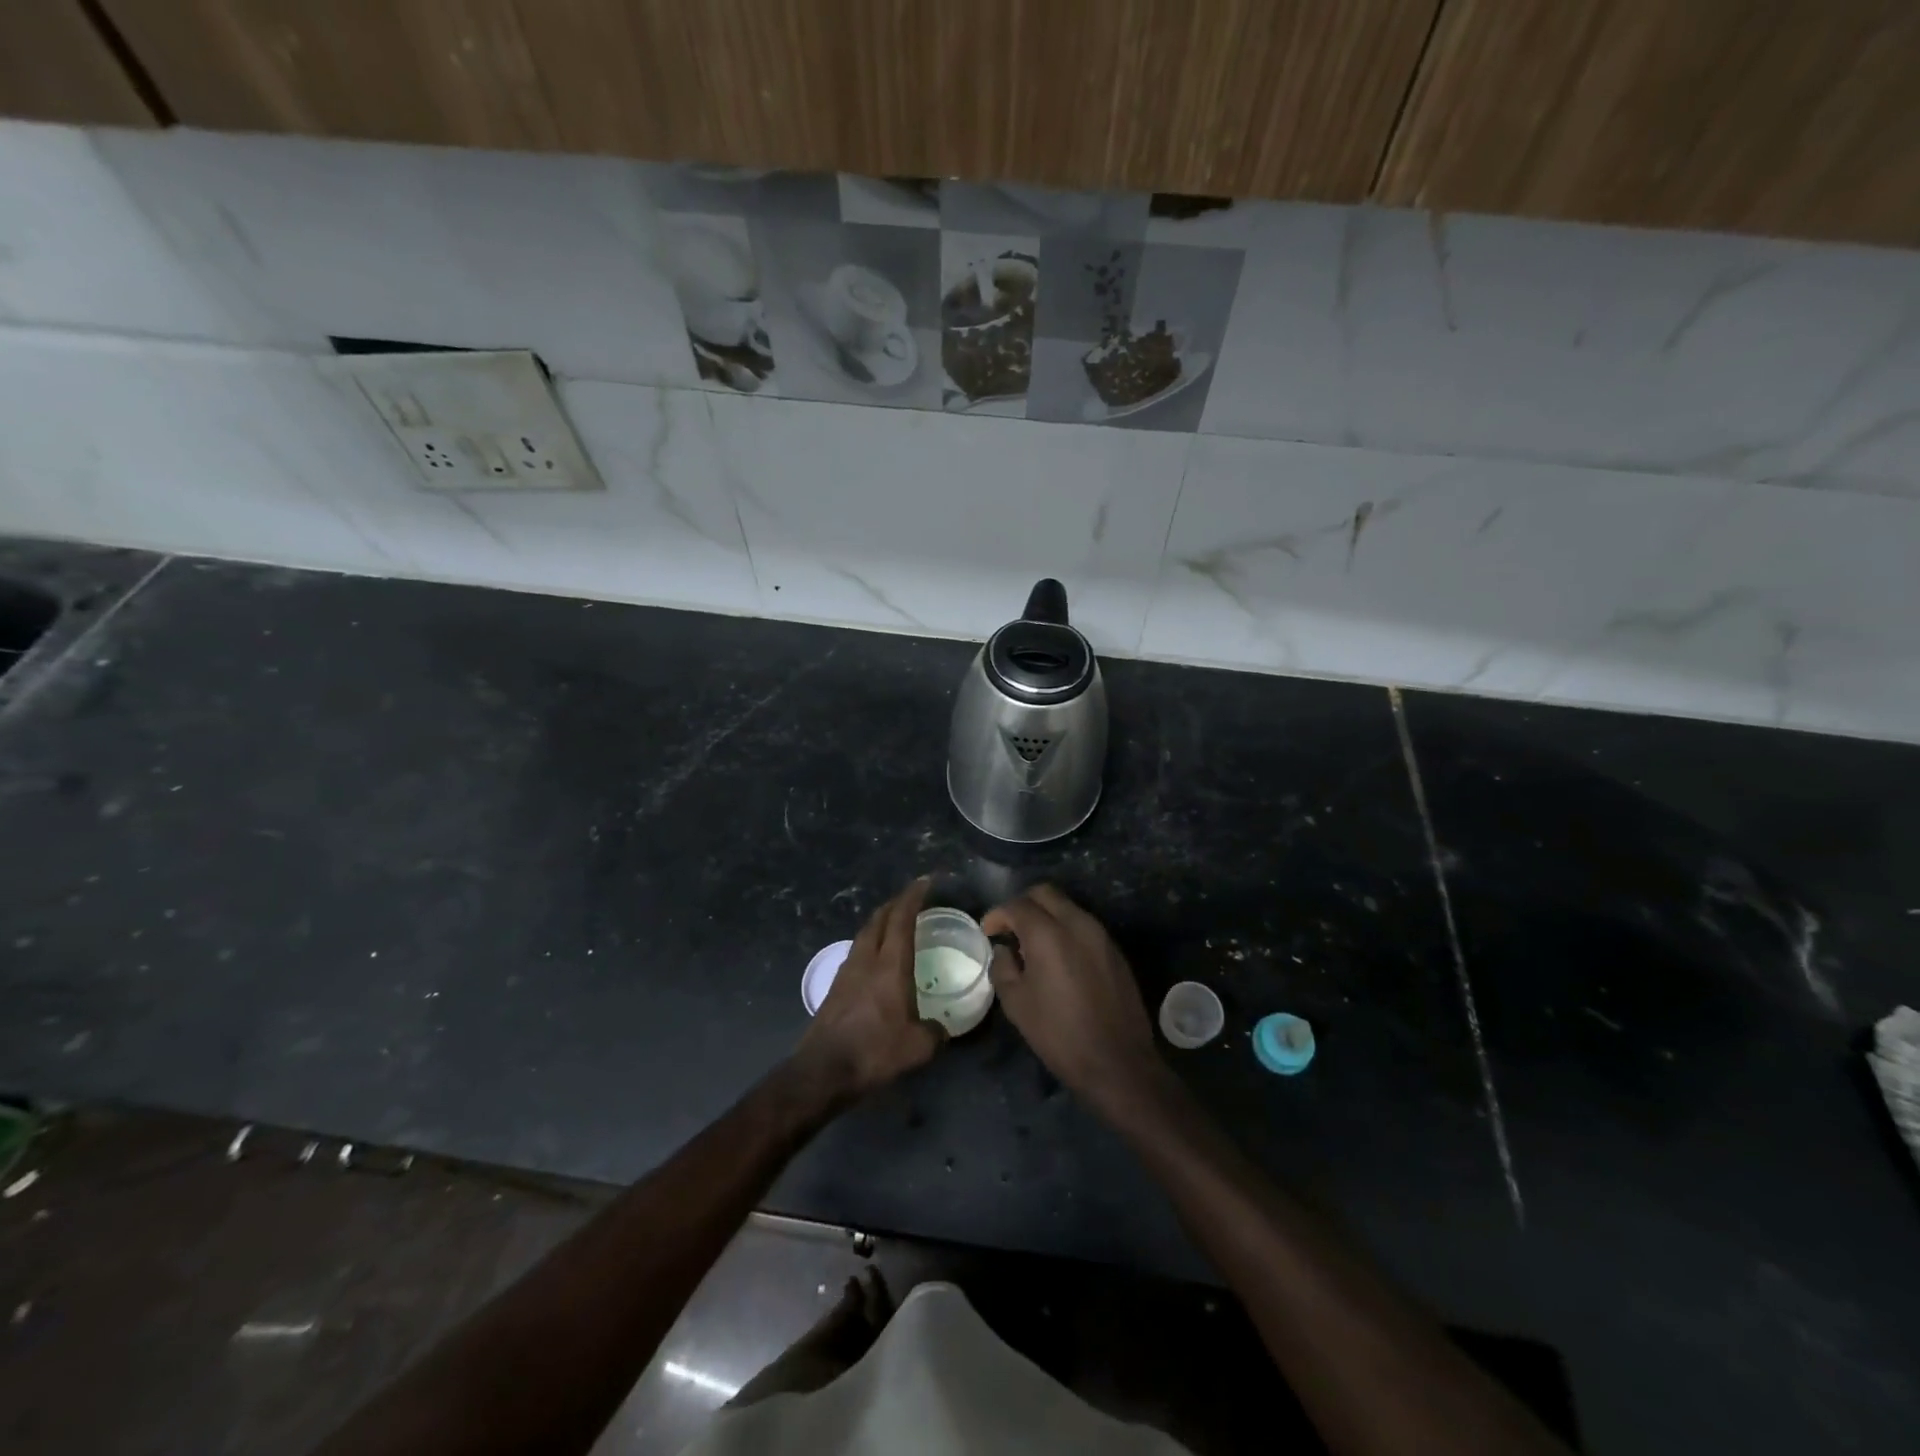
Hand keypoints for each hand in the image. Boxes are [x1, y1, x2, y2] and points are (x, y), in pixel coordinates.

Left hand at [794, 878, 944, 1101]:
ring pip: (864, 934)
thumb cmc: (874, 1051)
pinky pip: (856, 952)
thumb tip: (942, 1029)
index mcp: (890, 965)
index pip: (902, 919)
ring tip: (894, 924)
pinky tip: (875, 958)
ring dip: (880, 922)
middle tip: (911, 899)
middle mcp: (866, 960)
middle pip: (879, 919)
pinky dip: (870, 943)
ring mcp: (846, 972)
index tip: (925, 881)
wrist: (823, 1070)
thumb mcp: (918, 1047)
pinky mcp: (835, 987)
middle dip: (895, 903)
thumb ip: (935, 1033)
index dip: (913, 896)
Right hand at [983, 885, 1159, 1115]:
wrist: (1118, 1062)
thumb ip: (1003, 968)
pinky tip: (1059, 958)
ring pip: (1067, 907)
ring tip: (1032, 945)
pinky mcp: (1115, 950)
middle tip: (1009, 929)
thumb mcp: (1017, 1004)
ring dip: (1046, 916)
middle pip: (1045, 893)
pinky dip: (1066, 929)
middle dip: (1023, 905)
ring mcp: (1101, 935)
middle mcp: (1077, 924)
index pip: (1017, 905)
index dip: (998, 915)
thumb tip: (1004, 950)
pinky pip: (1084, 925)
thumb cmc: (1059, 1035)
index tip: (988, 932)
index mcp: (1048, 934)